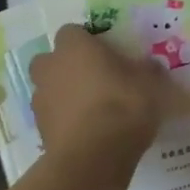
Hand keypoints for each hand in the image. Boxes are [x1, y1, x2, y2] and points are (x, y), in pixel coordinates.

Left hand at [28, 26, 174, 174]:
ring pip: (48, 89)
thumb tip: (149, 65)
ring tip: (92, 108)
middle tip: (93, 77)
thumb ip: (147, 70)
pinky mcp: (40, 131)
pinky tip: (88, 130)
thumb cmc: (123, 106)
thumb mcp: (150, 83)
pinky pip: (52, 116)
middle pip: (50, 59)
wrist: (94, 158)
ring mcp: (41, 100)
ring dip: (64, 93)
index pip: (72, 31)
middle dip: (66, 66)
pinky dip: (65, 119)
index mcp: (75, 48)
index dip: (87, 41)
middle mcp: (51, 68)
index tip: (106, 53)